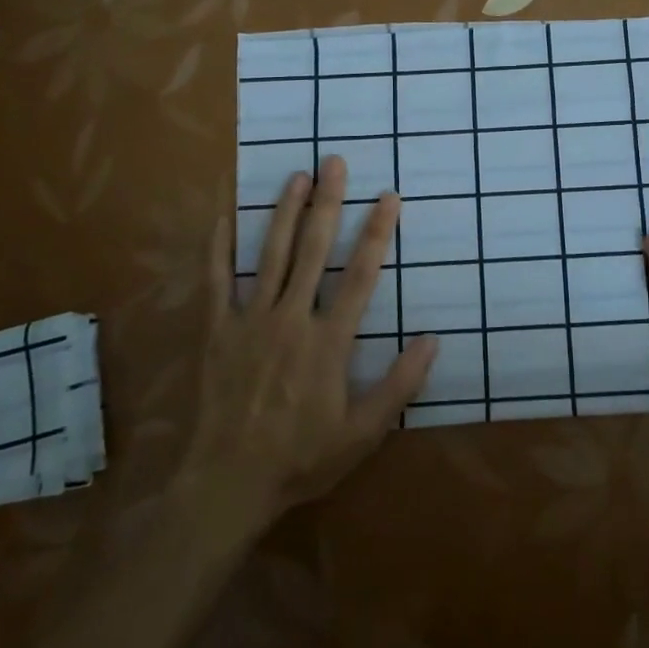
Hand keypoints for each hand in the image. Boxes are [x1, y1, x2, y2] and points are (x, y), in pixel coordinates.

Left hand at [187, 155, 435, 513]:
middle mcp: (291, 318)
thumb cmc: (300, 458)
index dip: (376, 233)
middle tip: (334, 162)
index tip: (387, 198)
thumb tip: (432, 341)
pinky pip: (216, 281)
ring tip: (295, 176)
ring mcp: (250, 320)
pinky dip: (218, 248)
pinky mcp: (216, 331)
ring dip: (283, 212)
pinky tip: (223, 216)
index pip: (360, 274)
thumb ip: (399, 384)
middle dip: (327, 203)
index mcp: (329, 341)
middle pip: (313, 250)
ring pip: (269, 254)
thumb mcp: (362, 433)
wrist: (226, 484)